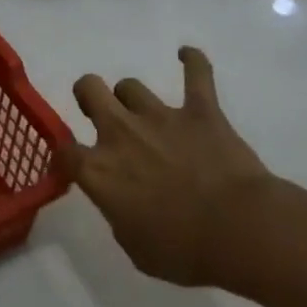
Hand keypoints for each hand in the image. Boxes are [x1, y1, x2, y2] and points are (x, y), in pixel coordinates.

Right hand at [62, 46, 276, 286]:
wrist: (241, 232)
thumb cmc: (184, 252)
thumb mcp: (135, 248)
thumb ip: (118, 216)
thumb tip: (120, 204)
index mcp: (99, 170)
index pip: (64, 150)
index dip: (65, 155)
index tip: (73, 163)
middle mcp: (121, 133)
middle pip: (89, 90)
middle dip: (89, 96)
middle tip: (100, 114)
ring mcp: (160, 117)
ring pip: (131, 86)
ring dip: (132, 98)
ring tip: (143, 111)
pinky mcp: (201, 111)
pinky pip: (197, 74)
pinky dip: (192, 62)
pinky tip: (186, 55)